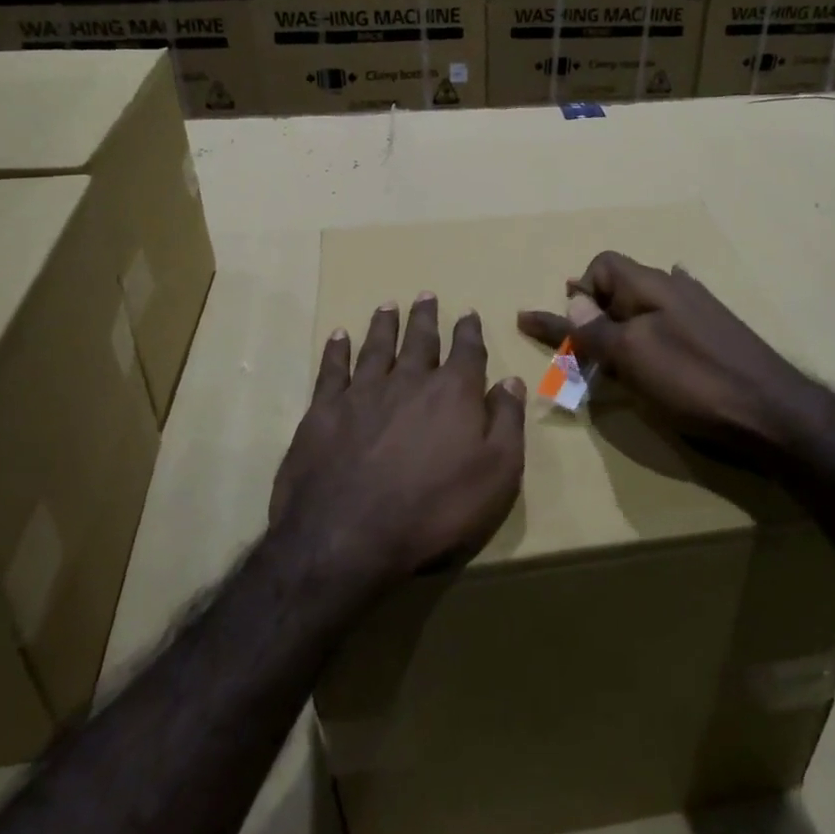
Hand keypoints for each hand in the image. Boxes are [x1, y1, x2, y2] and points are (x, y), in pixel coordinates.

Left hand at [270, 295, 525, 593]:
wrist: (348, 537)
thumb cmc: (436, 510)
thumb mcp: (497, 474)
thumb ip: (507, 422)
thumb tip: (511, 381)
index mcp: (453, 393)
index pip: (466, 351)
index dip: (469, 331)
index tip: (468, 313)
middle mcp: (408, 381)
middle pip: (419, 340)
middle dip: (425, 318)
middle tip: (425, 295)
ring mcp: (362, 393)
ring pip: (376, 347)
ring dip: (384, 325)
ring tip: (388, 306)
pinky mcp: (322, 412)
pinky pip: (332, 370)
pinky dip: (337, 351)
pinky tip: (339, 336)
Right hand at [517, 251, 823, 464]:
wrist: (772, 410)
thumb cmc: (694, 380)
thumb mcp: (633, 356)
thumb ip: (597, 330)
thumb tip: (574, 302)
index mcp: (650, 285)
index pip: (602, 266)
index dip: (581, 292)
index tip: (571, 329)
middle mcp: (673, 287)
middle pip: (620, 284)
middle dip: (593, 307)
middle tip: (575, 340)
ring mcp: (698, 309)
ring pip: (644, 304)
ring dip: (619, 320)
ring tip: (605, 345)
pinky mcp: (714, 334)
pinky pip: (668, 320)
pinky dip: (649, 328)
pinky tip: (655, 332)